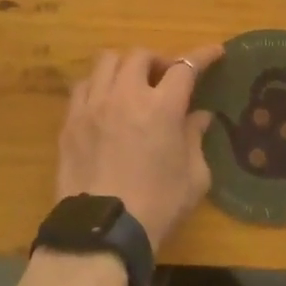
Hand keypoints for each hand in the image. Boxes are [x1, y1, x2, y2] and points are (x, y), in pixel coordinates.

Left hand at [55, 44, 224, 253]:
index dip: (202, 56)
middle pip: (141, 55)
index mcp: (162, 107)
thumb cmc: (156, 206)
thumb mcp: (193, 178)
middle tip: (165, 79)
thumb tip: (200, 117)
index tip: (214, 52)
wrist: (102, 232)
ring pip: (107, 61)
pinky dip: (99, 84)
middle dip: (158, 61)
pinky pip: (84, 85)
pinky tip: (105, 100)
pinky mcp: (71, 120)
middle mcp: (127, 95)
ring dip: (125, 66)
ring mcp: (94, 104)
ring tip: (132, 83)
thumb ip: (196, 140)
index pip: (185, 67)